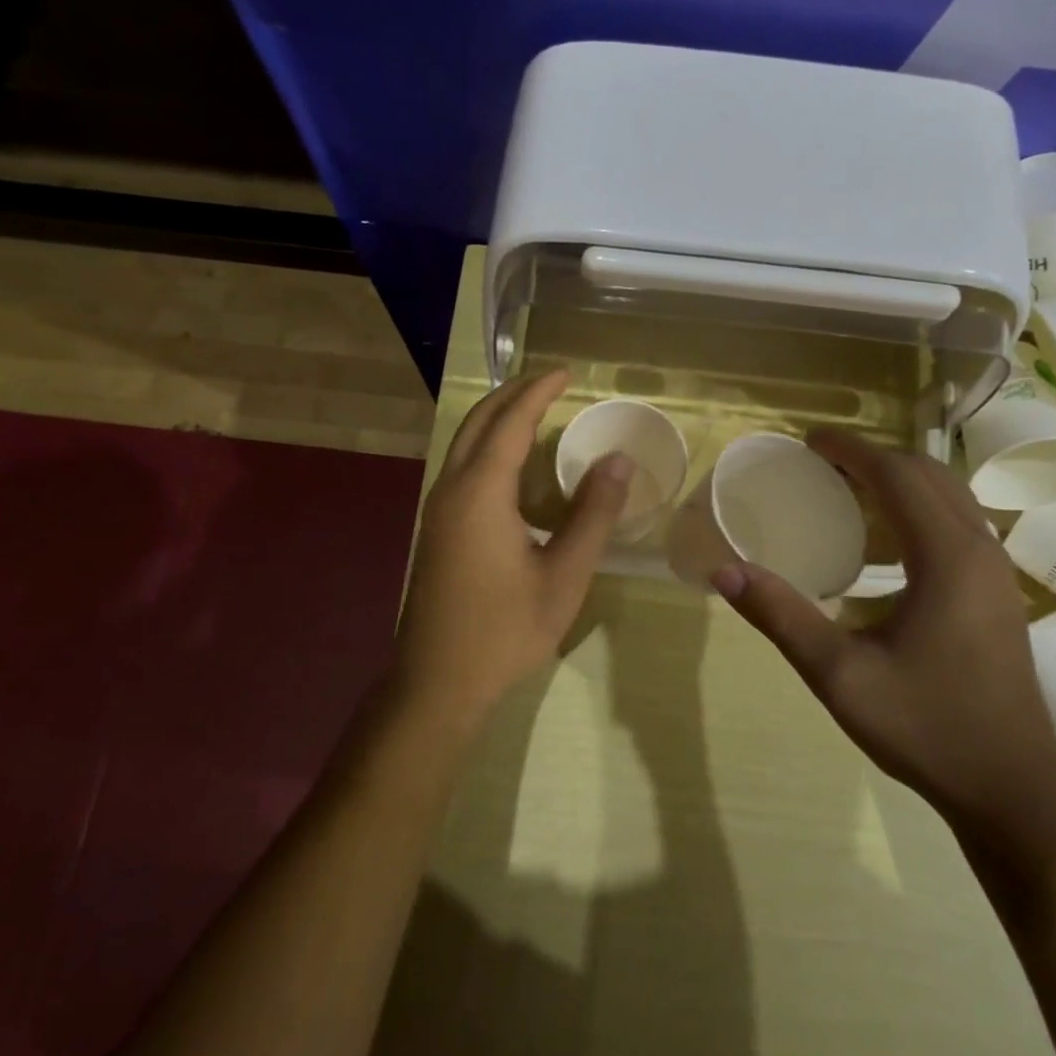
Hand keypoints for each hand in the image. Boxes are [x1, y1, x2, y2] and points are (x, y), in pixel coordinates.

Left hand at [395, 371, 629, 721]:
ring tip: (535, 410)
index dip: (539, 392)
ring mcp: (438, 510)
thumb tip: (618, 462)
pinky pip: (463, 467)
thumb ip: (592, 515)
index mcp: (480, 493)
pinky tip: (514, 465)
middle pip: (479, 422)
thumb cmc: (505, 630)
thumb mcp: (564, 575)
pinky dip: (489, 446)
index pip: (511, 422)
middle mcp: (452, 490)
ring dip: (498, 419)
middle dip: (513, 394)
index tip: (567, 372)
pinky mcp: (437, 530)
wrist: (437, 683)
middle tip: (551, 382)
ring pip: (465, 444)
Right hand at [711, 430, 1055, 829]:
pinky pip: (957, 524)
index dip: (850, 449)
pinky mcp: (998, 592)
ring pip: (948, 496)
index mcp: (946, 556)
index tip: (808, 441)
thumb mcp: (840, 675)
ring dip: (898, 481)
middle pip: (927, 474)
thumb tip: (723, 571)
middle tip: (821, 464)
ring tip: (846, 491)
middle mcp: (979, 549)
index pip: (897, 474)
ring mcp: (996, 571)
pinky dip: (918, 509)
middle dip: (873, 457)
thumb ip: (781, 616)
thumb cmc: (927, 728)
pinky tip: (885, 543)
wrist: (1013, 790)